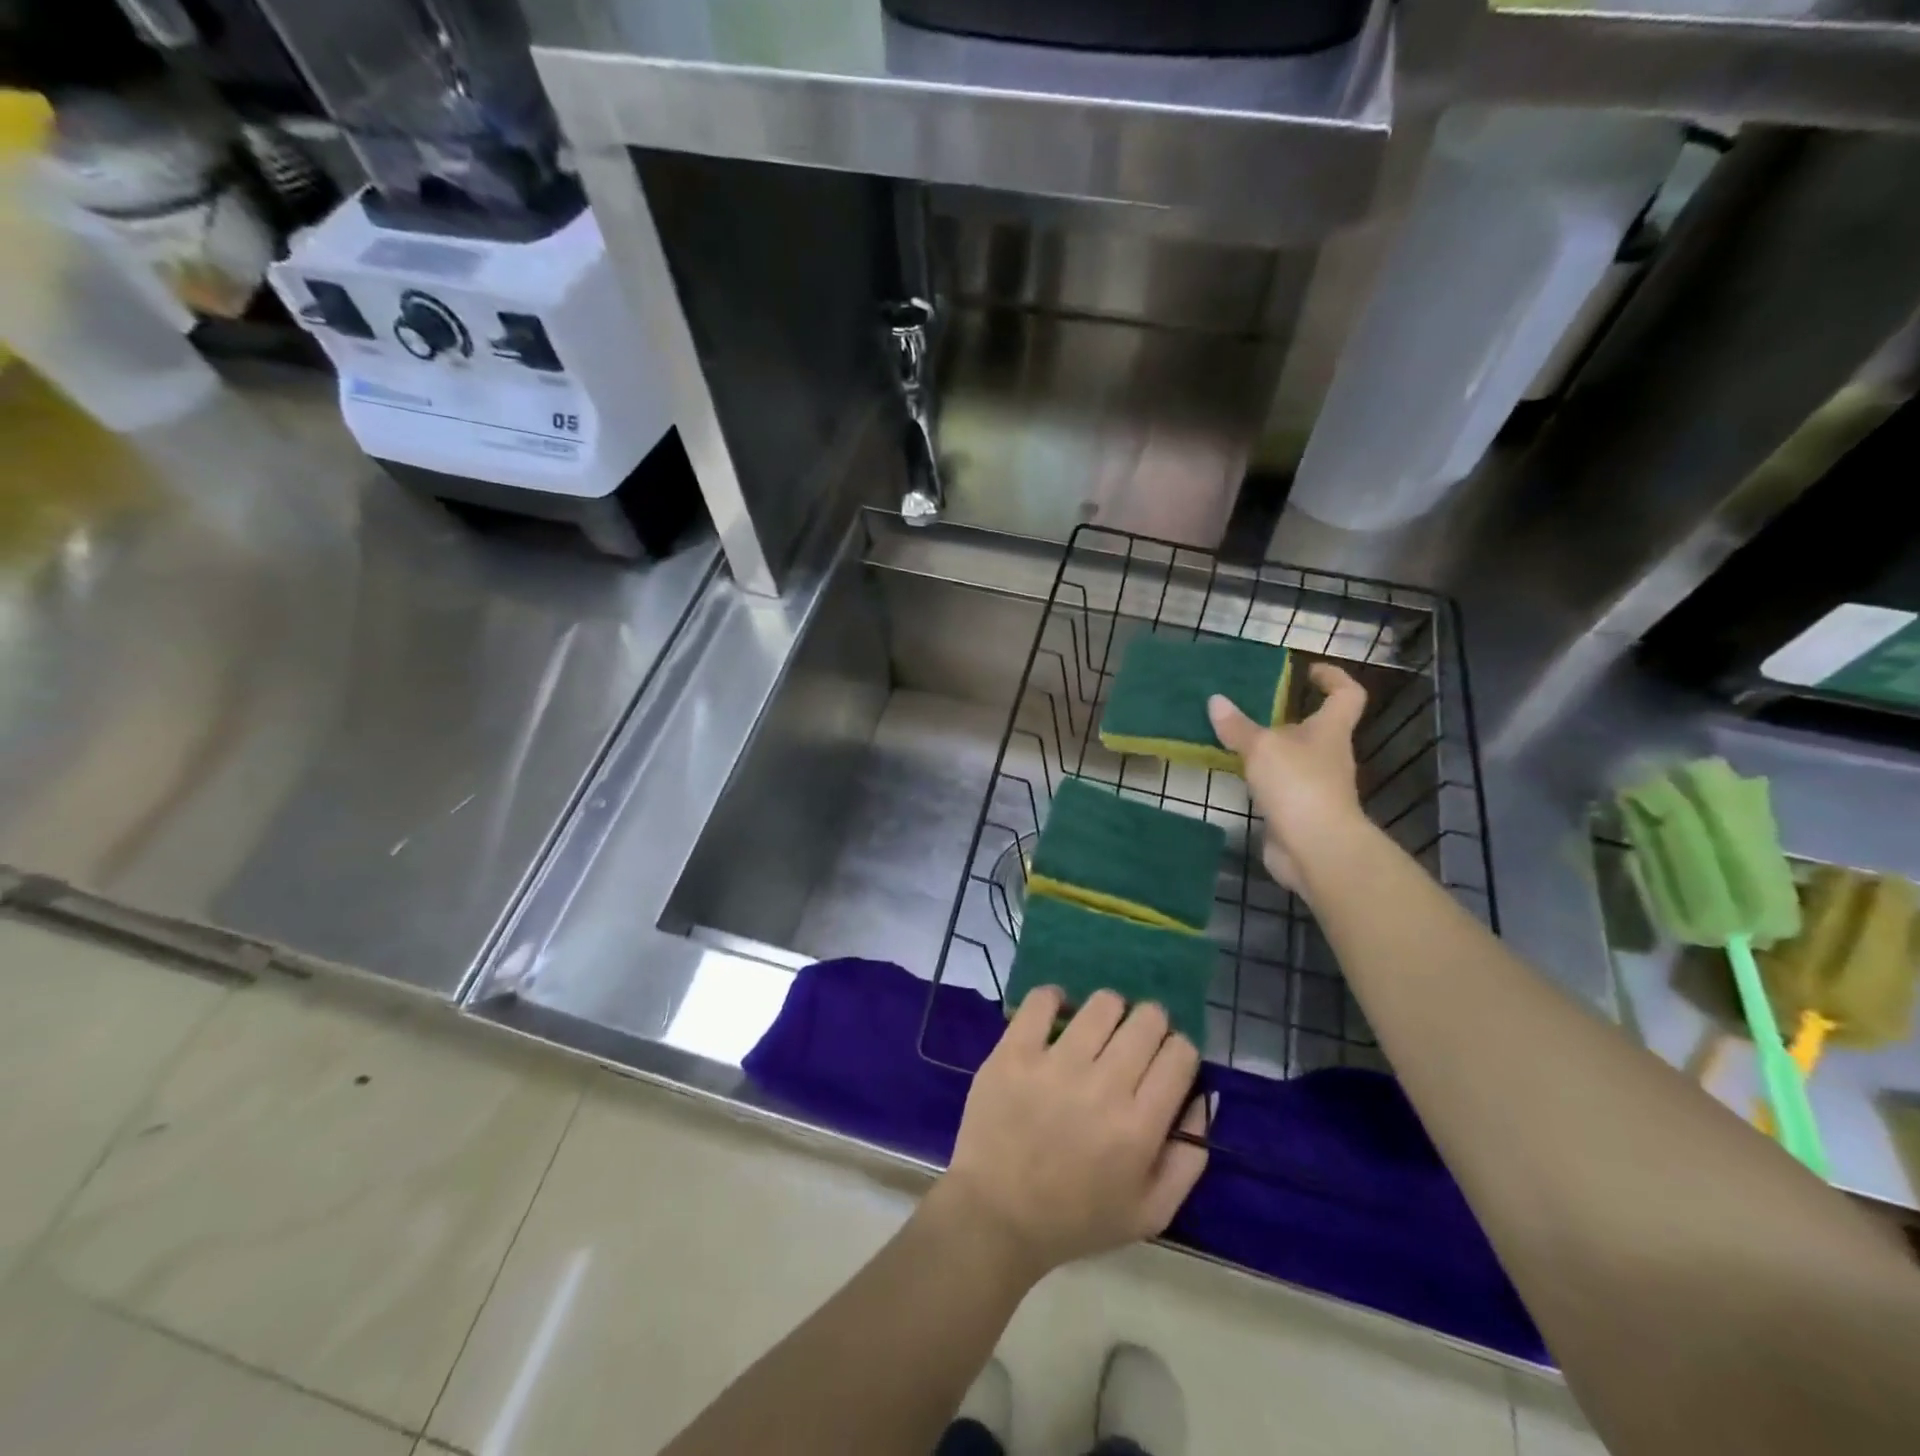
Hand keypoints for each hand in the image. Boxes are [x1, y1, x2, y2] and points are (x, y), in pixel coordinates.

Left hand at [939, 988, 1207, 1281]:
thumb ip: (1189, 1157)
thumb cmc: (1076, 1218)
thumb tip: (1203, 1096)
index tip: (1164, 1061)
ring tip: (1096, 1031)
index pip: (1180, 1054)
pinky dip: (1055, 1000)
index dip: (1179, 1051)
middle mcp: (1102, 1087)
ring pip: (1102, 1003)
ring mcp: (1055, 1064)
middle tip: (1132, 1043)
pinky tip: (1057, 1017)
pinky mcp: (1014, 1051)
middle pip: (1147, 1019)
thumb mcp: (1151, 1212)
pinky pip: (1042, 1000)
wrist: (996, 1215)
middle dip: (1150, 1025)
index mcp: (1139, 1127)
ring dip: (1108, 1012)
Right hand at [1208, 661, 1367, 889]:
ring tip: (1234, 738)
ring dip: (1270, 749)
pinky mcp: (1299, 812)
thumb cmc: (1298, 785)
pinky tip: (1236, 774)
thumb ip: (1237, 726)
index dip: (1333, 678)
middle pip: (1316, 727)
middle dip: (1288, 715)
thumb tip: (1215, 701)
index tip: (1309, 671)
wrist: (1315, 848)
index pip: (1346, 695)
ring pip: (1294, 758)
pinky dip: (1261, 778)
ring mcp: (1316, 786)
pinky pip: (1279, 785)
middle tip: (1252, 706)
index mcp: (1330, 731)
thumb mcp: (1262, 748)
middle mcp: (1328, 755)